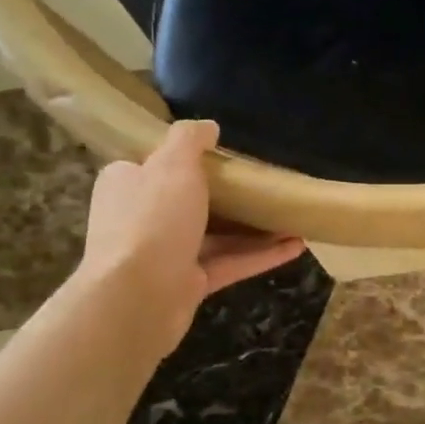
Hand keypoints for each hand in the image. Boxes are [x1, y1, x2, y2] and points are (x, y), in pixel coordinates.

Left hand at [78, 120, 303, 350]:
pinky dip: (261, 256)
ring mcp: (166, 254)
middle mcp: (143, 218)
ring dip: (254, 227)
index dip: (186, 158)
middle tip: (265, 183)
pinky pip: (230, 264)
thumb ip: (190, 139)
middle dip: (229, 195)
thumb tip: (209, 126)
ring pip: (216, 235)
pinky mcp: (189, 284)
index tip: (223, 153)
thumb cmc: (152, 220)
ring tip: (292, 216)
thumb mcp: (172, 164)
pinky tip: (296, 246)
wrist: (138, 297)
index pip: (154, 164)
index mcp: (128, 184)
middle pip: (190, 200)